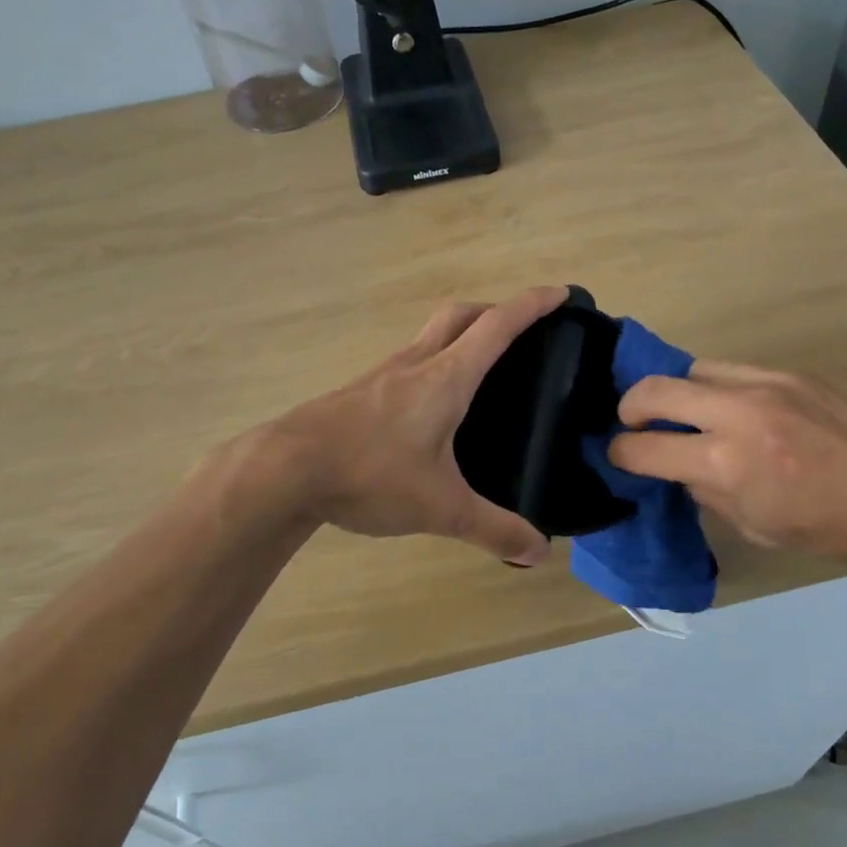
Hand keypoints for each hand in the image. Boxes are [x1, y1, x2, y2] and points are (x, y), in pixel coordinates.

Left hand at [257, 287, 567, 564]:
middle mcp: (415, 363)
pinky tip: (430, 403)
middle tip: (520, 330)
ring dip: (459, 334)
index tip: (560, 293)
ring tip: (480, 367)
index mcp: (445, 378)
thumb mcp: (441, 508)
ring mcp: (382, 374)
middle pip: (460, 315)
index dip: (532, 305)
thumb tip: (539, 553)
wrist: (286, 469)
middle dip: (494, 311)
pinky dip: (432, 362)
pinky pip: (407, 360)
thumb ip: (493, 530)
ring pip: (429, 335)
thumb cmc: (370, 474)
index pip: (497, 326)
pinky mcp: (360, 391)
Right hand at [606, 361, 846, 565]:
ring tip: (683, 415)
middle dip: (629, 408)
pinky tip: (729, 409)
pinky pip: (730, 370)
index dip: (620, 452)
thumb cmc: (833, 527)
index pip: (643, 446)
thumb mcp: (756, 527)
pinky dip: (714, 388)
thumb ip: (706, 490)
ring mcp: (765, 383)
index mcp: (727, 462)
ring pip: (691, 370)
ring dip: (675, 393)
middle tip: (633, 425)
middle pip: (653, 389)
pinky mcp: (789, 372)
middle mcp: (737, 412)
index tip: (618, 456)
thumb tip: (678, 467)